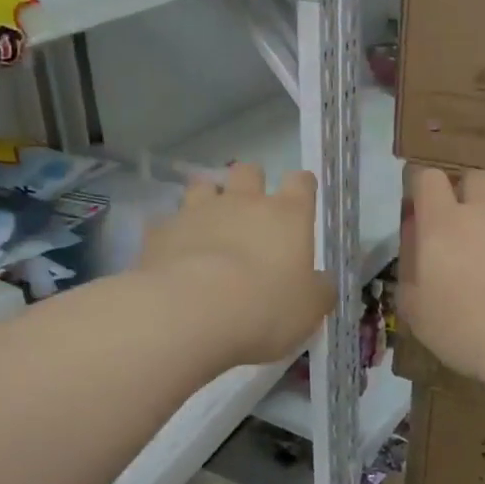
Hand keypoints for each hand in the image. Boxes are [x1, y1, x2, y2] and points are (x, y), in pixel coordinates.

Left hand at [139, 164, 333, 365]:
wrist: (191, 312)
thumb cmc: (265, 308)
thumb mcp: (309, 309)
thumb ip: (319, 290)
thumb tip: (323, 282)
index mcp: (287, 216)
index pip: (301, 183)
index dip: (302, 188)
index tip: (301, 201)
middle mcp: (244, 202)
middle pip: (248, 171)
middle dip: (251, 184)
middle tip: (250, 212)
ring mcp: (198, 212)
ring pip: (203, 185)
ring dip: (207, 199)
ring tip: (208, 225)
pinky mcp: (161, 231)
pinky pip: (166, 222)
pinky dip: (173, 233)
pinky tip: (173, 254)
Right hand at [400, 168, 484, 386]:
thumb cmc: (471, 333)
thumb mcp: (417, 314)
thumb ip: (409, 270)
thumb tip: (414, 242)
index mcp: (444, 224)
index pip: (429, 179)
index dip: (426, 192)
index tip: (426, 216)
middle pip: (476, 178)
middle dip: (470, 197)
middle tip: (471, 233)